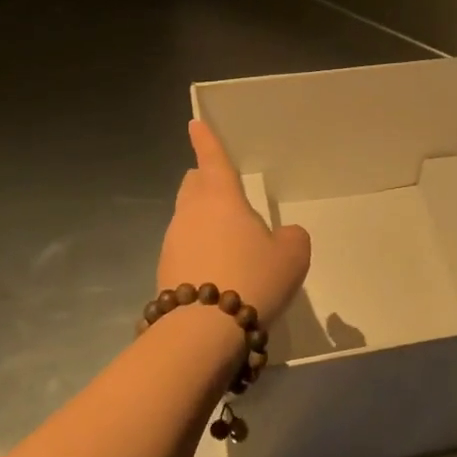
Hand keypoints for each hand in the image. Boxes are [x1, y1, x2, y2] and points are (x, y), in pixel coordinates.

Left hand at [157, 120, 310, 323]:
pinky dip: (198, 252)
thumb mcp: (292, 255)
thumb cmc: (253, 279)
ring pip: (186, 218)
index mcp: (221, 199)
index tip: (194, 124)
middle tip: (219, 186)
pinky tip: (216, 272)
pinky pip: (183, 250)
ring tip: (226, 241)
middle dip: (203, 181)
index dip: (206, 140)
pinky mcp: (164, 272)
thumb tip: (282, 236)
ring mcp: (172, 242)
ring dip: (202, 221)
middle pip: (193, 186)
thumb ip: (291, 237)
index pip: (212, 160)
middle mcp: (191, 213)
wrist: (203, 332)